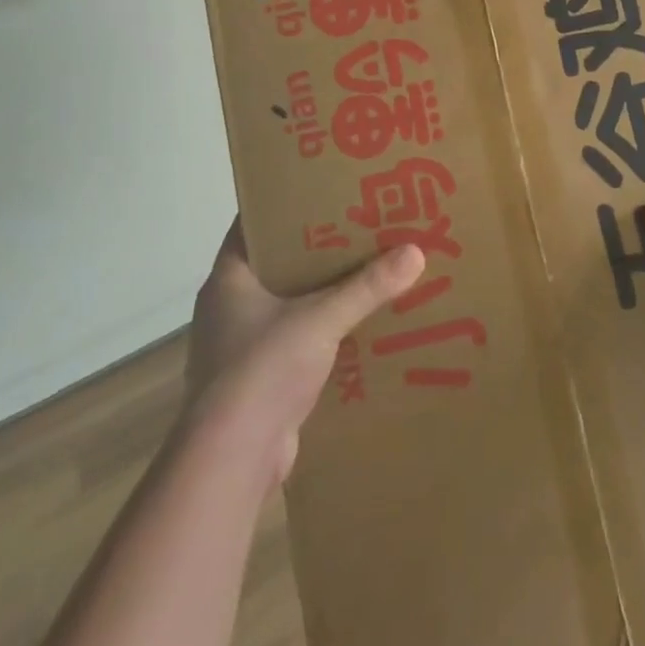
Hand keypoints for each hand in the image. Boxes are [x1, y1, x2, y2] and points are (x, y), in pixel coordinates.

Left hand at [182, 218, 424, 482]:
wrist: (231, 459)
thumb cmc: (261, 369)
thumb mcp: (321, 319)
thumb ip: (367, 287)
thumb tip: (415, 253)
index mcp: (228, 278)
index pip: (253, 223)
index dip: (285, 202)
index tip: (324, 186)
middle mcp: (229, 305)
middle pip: (276, 261)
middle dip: (316, 246)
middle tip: (359, 224)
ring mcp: (240, 343)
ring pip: (287, 301)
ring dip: (321, 290)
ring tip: (367, 268)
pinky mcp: (257, 377)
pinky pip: (295, 337)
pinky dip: (322, 329)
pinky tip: (358, 323)